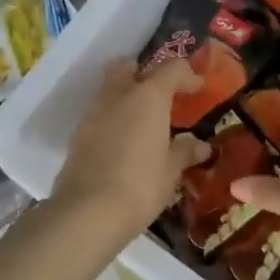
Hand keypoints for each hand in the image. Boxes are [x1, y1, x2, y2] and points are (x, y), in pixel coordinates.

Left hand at [51, 58, 210, 238]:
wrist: (87, 212)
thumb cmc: (140, 185)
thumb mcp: (171, 171)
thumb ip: (185, 151)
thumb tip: (200, 146)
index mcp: (148, 97)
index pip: (172, 69)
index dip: (188, 75)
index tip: (199, 88)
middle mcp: (119, 95)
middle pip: (129, 67)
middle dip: (144, 73)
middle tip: (161, 95)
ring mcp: (94, 113)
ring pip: (110, 89)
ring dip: (127, 96)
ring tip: (144, 122)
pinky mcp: (78, 134)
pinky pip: (100, 114)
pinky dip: (113, 119)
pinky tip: (124, 142)